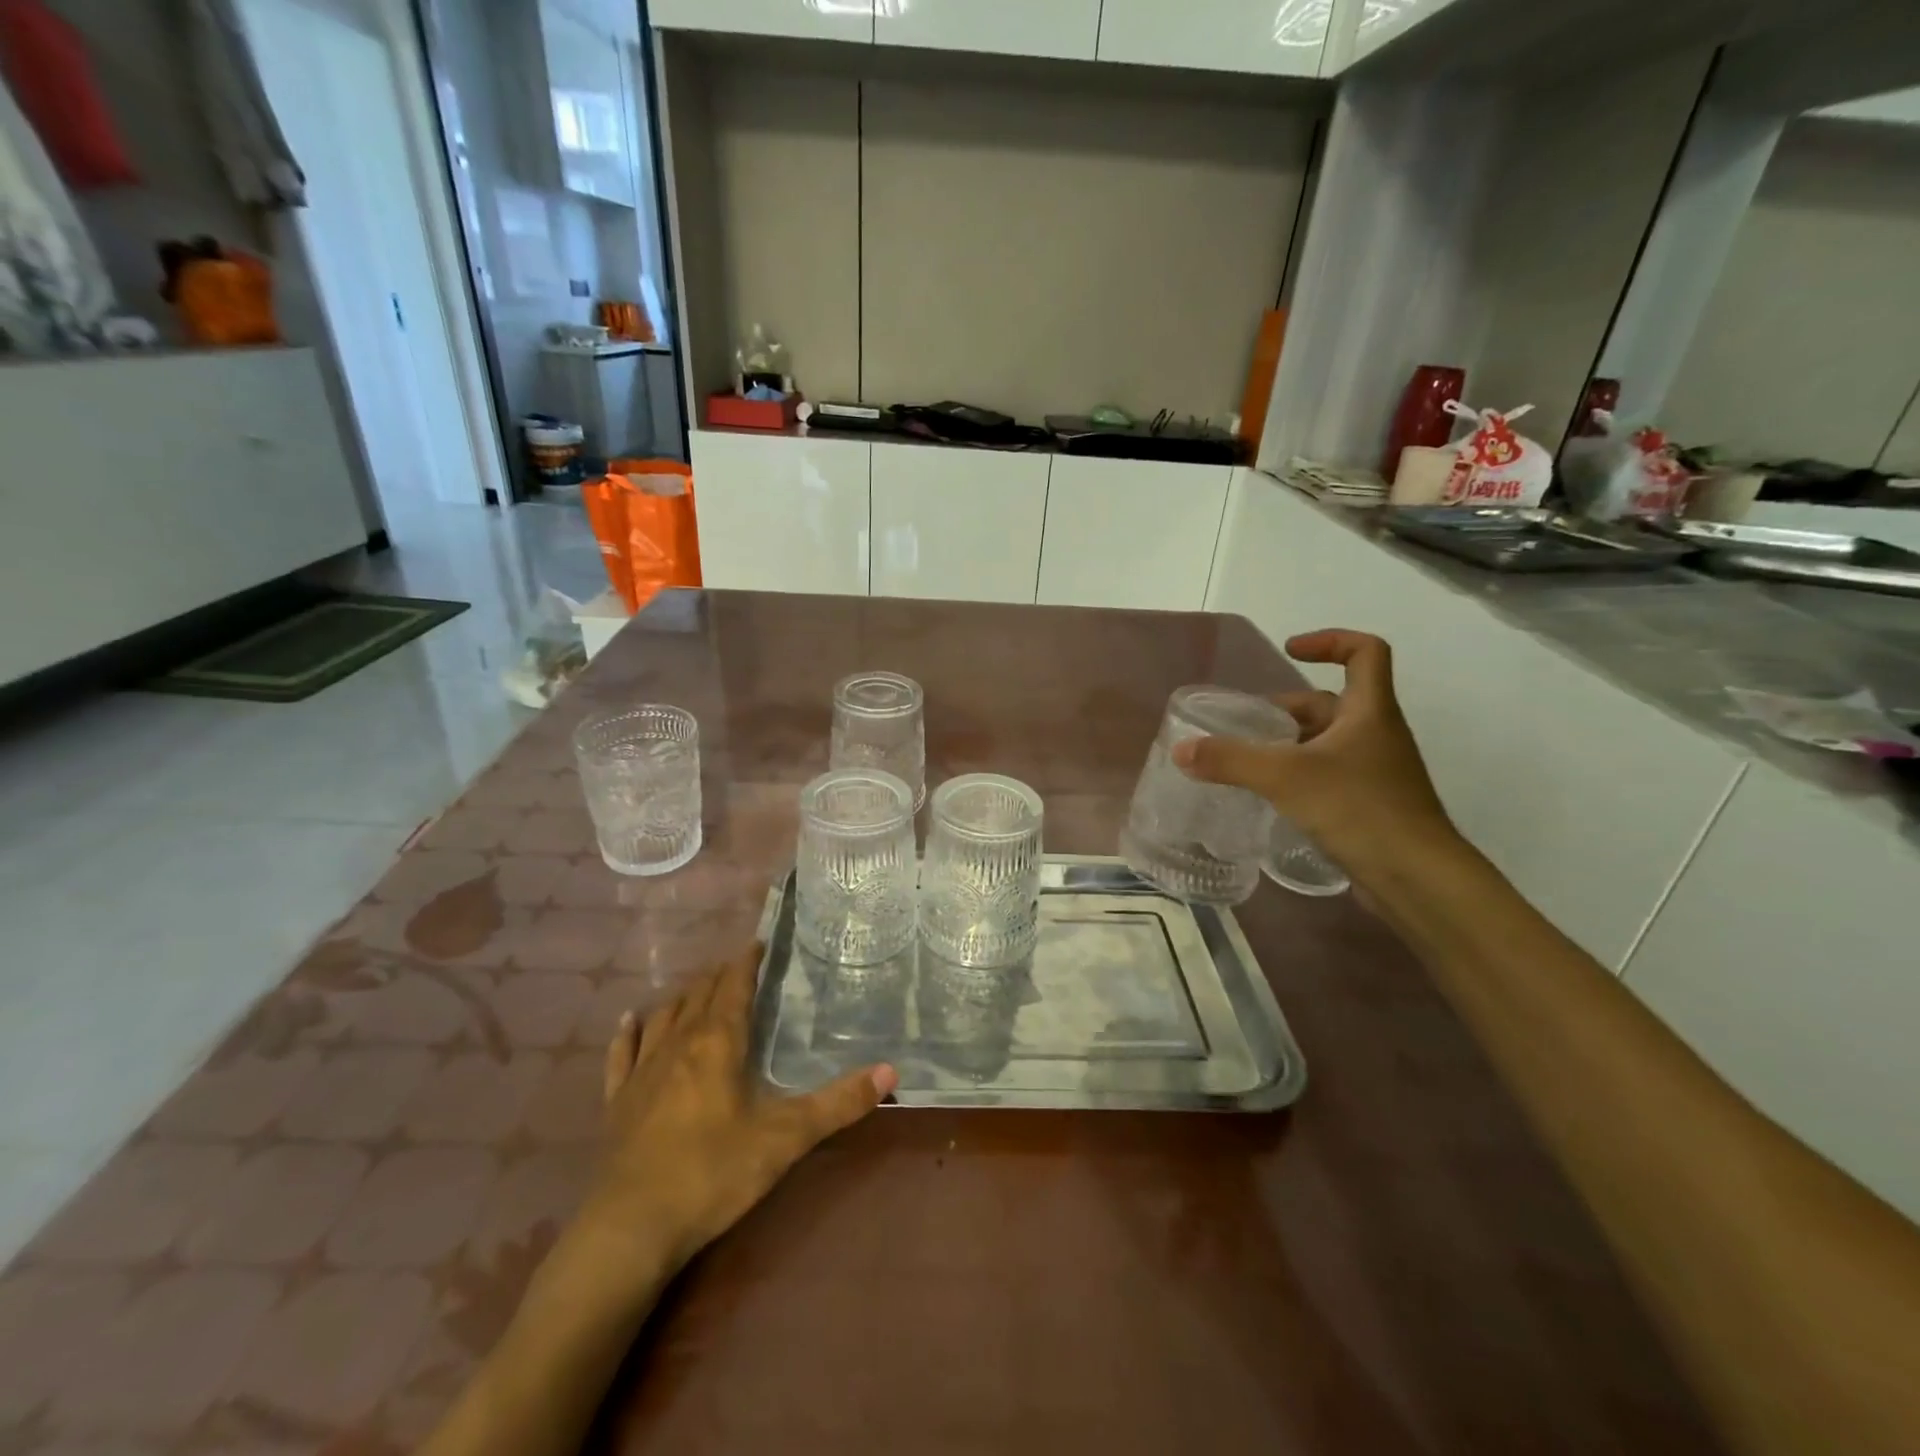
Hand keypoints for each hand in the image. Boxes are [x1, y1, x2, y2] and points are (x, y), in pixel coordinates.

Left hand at [580, 945, 896, 1278]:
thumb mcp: (786, 1138)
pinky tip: (630, 1021)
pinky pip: (622, 1054)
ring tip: (698, 988)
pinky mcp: (617, 1102)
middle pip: (699, 995)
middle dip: (720, 976)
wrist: (630, 1228)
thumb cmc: (713, 1173)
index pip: (734, 986)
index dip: (747, 963)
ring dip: (683, 997)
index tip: (758, 943)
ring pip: (664, 1017)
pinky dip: (629, 1033)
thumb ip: (838, 1104)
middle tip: (738, 967)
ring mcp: (642, 1071)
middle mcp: (678, 1044)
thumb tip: (891, 1071)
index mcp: (718, 1042)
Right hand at [1171, 629, 1456, 876]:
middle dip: (1285, 710)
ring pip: (1325, 743)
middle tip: (1243, 726)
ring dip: (1287, 745)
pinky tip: (1269, 797)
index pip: (1365, 652)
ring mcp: (1375, 772)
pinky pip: (1327, 776)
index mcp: (1369, 711)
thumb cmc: (1359, 809)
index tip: (1289, 651)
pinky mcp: (1369, 805)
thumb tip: (1181, 750)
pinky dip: (1297, 776)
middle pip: (1330, 703)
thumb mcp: (1285, 777)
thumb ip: (1230, 761)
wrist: (1417, 878)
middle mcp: (1376, 734)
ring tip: (1245, 763)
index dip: (1329, 641)